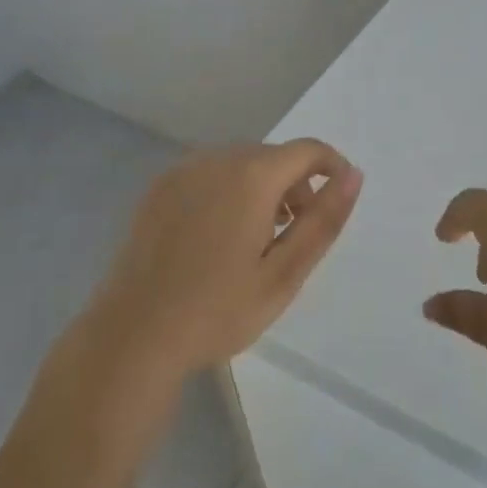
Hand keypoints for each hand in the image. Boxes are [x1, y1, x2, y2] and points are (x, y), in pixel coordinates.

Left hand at [87, 140, 362, 380]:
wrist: (132, 337)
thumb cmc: (217, 311)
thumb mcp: (284, 273)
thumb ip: (323, 220)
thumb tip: (354, 175)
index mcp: (251, 176)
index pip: (308, 150)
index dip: (332, 169)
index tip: (334, 205)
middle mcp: (216, 159)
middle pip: (274, 156)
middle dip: (296, 186)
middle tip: (293, 238)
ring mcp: (182, 171)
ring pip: (241, 164)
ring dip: (262, 189)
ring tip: (257, 241)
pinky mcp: (159, 189)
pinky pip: (209, 174)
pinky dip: (228, 192)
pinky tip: (218, 239)